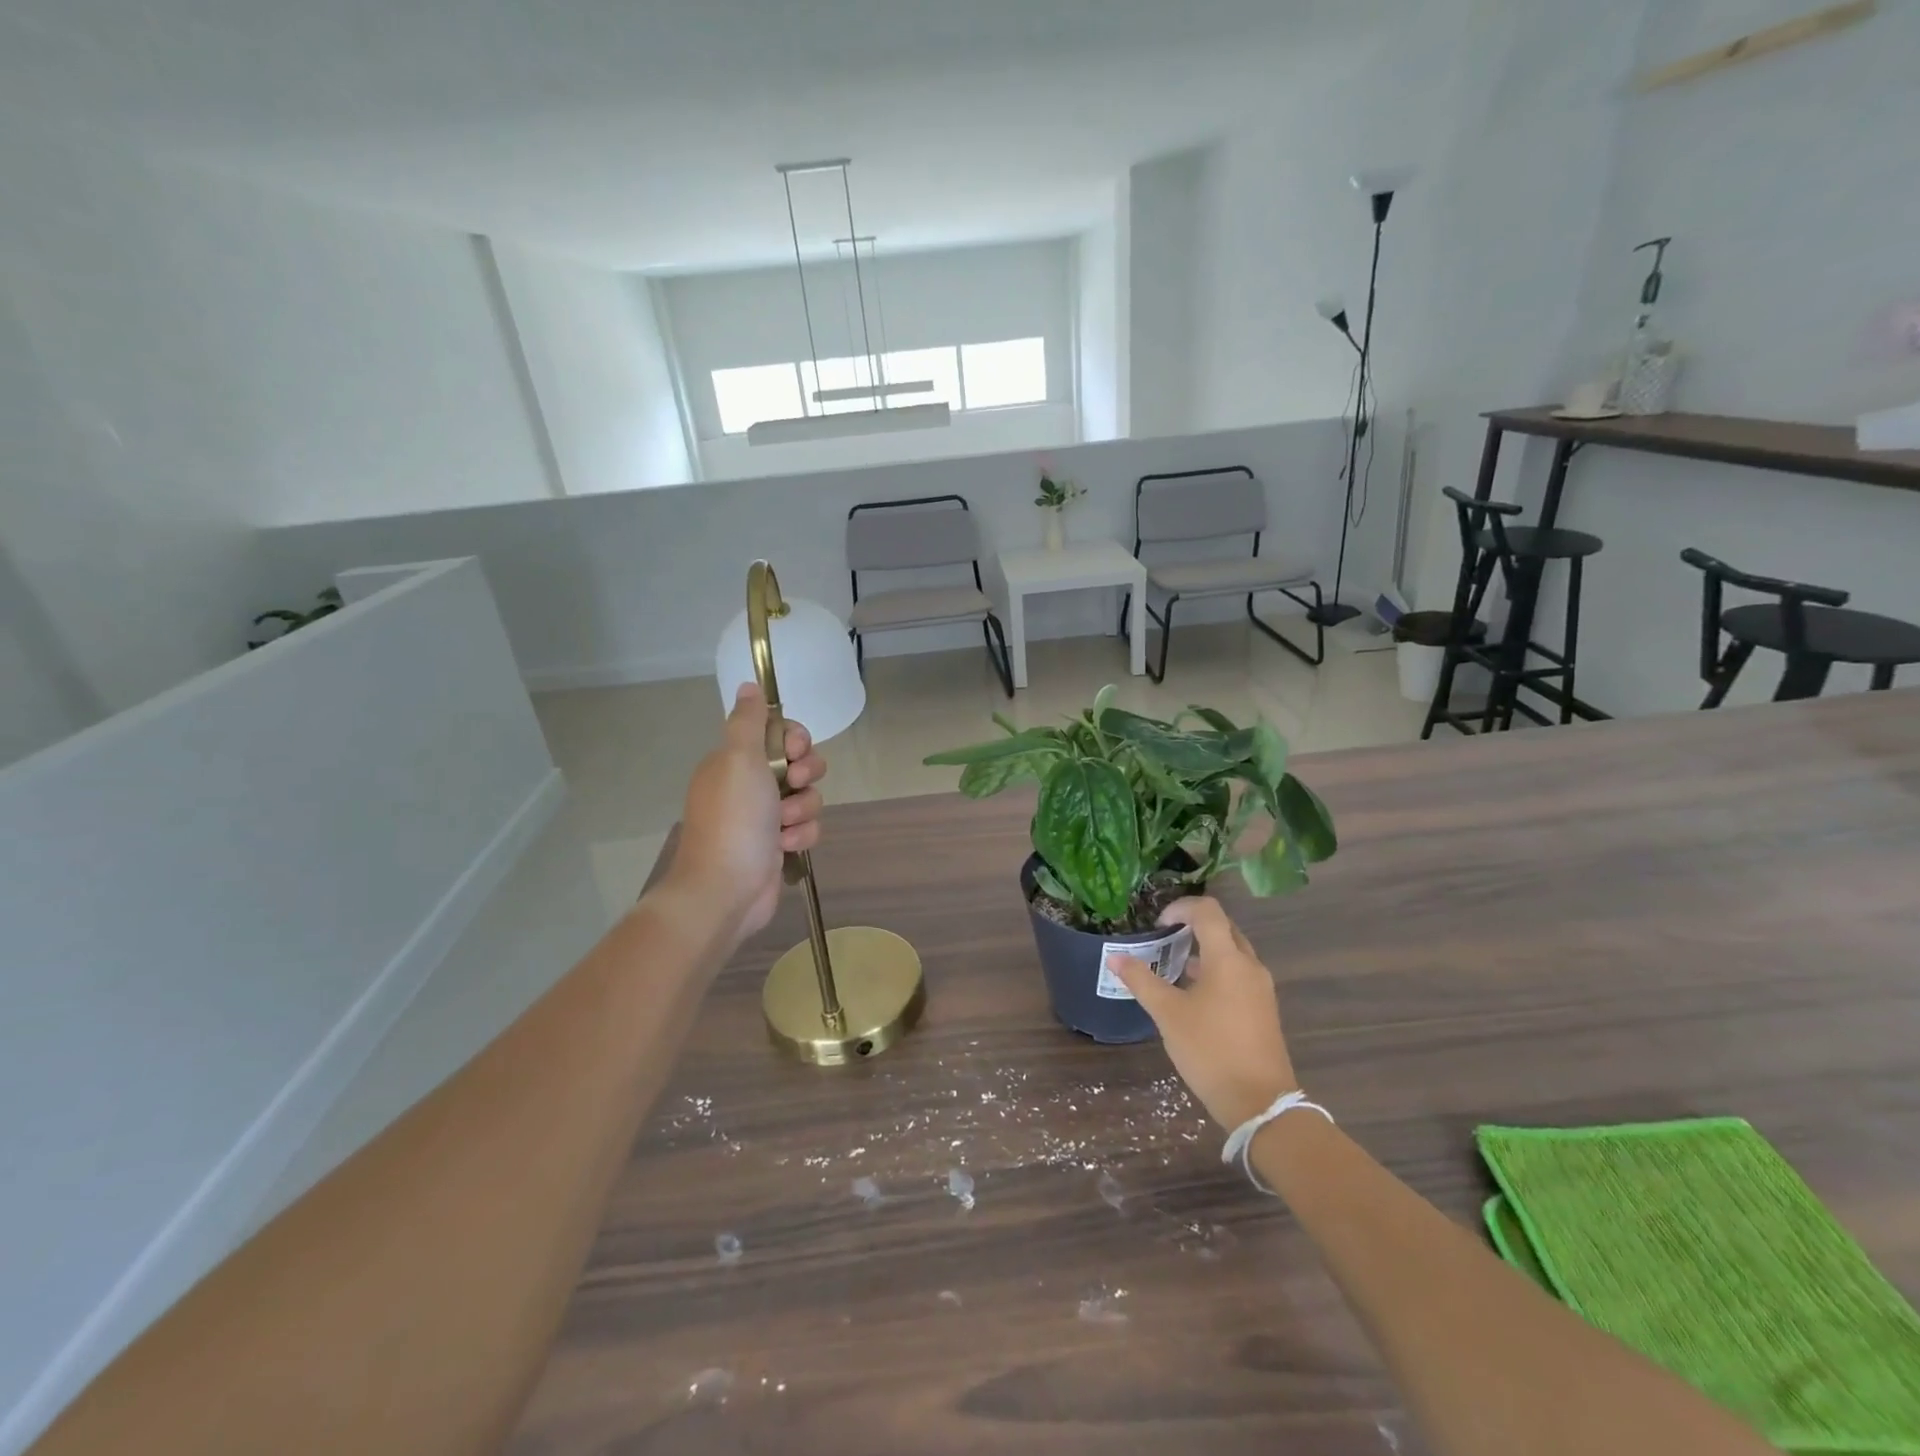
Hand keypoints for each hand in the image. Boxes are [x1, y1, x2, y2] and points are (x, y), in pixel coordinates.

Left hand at [666, 684, 827, 943]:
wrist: (725, 890)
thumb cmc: (734, 820)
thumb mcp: (739, 759)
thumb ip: (749, 721)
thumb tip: (748, 684)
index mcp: (734, 761)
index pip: (778, 733)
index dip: (794, 739)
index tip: (793, 751)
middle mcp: (749, 785)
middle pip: (798, 763)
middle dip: (805, 774)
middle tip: (792, 785)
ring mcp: (764, 817)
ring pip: (807, 796)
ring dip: (803, 809)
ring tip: (785, 826)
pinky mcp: (779, 845)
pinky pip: (807, 826)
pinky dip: (802, 835)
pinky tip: (786, 847)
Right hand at [1107, 898, 1297, 1130]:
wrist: (1261, 1103)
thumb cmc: (1210, 1050)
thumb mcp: (1168, 1015)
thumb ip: (1142, 981)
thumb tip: (1115, 958)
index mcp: (1228, 959)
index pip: (1208, 911)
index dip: (1181, 907)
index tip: (1159, 923)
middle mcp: (1250, 966)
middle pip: (1224, 928)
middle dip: (1194, 926)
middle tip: (1165, 938)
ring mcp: (1261, 989)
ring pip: (1233, 952)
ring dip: (1205, 950)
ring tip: (1176, 966)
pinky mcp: (1264, 1009)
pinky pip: (1239, 974)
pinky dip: (1217, 970)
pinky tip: (1195, 995)